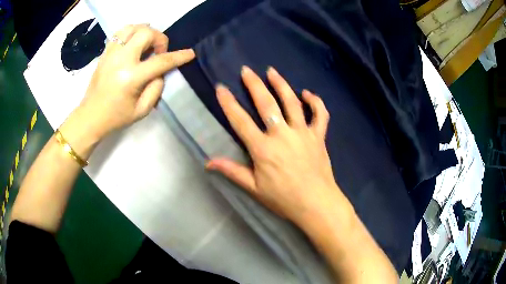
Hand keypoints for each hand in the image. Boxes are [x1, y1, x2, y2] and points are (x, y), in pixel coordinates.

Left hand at [64, 24, 194, 145]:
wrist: (90, 117)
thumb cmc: (116, 117)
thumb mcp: (142, 110)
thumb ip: (156, 88)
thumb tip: (160, 72)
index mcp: (131, 78)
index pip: (161, 61)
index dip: (179, 56)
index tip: (189, 53)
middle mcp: (121, 60)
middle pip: (146, 33)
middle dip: (159, 38)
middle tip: (158, 52)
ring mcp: (110, 54)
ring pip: (131, 27)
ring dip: (144, 32)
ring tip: (146, 44)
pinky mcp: (104, 53)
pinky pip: (119, 33)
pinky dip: (131, 33)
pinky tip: (133, 43)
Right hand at [207, 66, 347, 226]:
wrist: (316, 204)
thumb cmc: (284, 199)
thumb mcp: (254, 188)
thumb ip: (232, 171)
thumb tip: (208, 162)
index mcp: (263, 148)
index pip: (241, 121)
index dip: (228, 103)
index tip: (221, 88)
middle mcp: (282, 135)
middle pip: (266, 104)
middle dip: (254, 85)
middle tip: (246, 70)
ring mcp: (303, 133)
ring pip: (292, 102)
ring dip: (281, 84)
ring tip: (272, 71)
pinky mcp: (319, 136)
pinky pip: (320, 115)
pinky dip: (315, 102)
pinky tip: (308, 93)